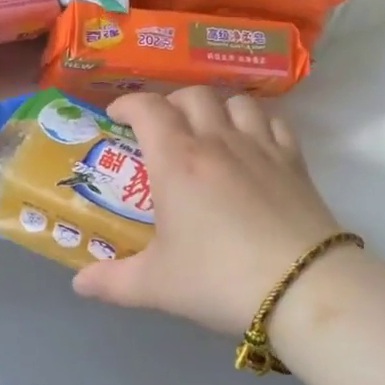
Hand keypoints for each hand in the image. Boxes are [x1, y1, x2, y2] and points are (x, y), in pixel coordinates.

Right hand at [72, 89, 344, 335]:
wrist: (304, 289)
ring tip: (207, 129)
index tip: (117, 116)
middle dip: (170, 103)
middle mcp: (217, 141)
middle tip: (160, 128)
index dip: (128, 103)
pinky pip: (274, 121)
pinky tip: (252, 142)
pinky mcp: (294, 162)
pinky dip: (257, 121)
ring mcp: (260, 147)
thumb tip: (79, 284)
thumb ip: (112, 282)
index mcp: (177, 160)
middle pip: (192, 95)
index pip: (148, 108)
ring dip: (215, 106)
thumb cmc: (220, 279)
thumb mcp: (157, 285)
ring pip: (235, 101)